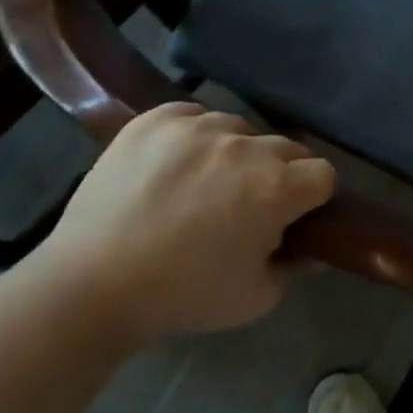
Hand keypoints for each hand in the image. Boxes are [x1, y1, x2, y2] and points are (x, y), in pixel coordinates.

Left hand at [34, 104, 335, 341]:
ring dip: (236, 153)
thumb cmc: (181, 296)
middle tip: (246, 205)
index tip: (291, 217)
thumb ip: (295, 268)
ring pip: (241, 129)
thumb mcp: (254, 298)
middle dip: (278, 174)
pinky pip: (196, 115)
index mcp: (276, 188)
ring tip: (204, 184)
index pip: (323, 174)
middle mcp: (246, 147)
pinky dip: (195, 135)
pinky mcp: (157, 119)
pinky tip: (175, 165)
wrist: (88, 286)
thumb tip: (314, 249)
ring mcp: (199, 126)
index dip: (312, 198)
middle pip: (286, 147)